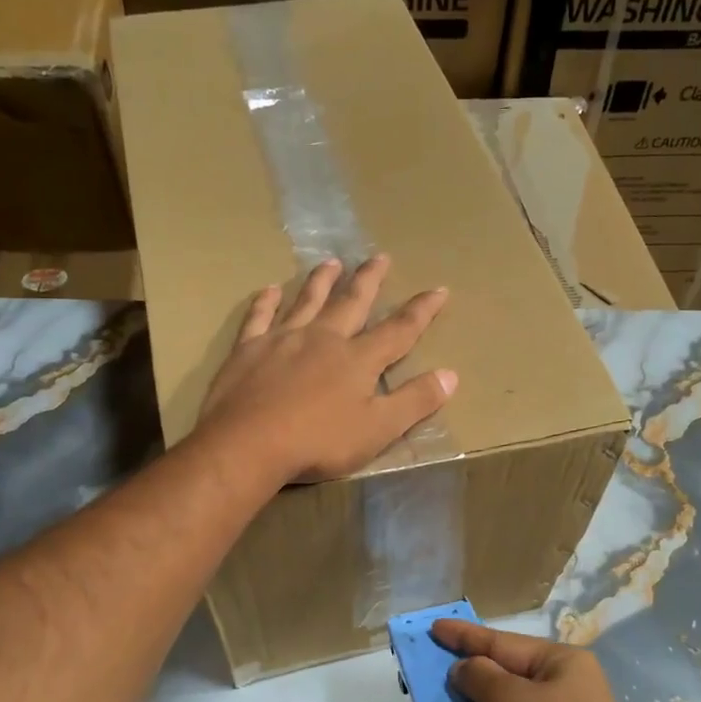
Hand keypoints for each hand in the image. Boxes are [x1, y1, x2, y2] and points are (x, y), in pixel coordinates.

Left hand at [196, 255, 456, 484]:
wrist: (248, 445)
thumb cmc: (319, 442)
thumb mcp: (378, 429)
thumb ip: (415, 401)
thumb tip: (451, 375)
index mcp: (358, 360)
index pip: (399, 330)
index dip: (422, 311)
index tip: (439, 289)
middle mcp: (323, 339)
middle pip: (351, 303)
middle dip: (369, 280)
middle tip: (380, 256)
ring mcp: (283, 340)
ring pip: (307, 301)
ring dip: (321, 281)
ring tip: (331, 262)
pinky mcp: (248, 350)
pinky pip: (259, 318)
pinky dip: (266, 302)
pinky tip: (270, 290)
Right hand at [430, 620, 648, 701]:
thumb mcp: (511, 700)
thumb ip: (480, 677)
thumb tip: (462, 668)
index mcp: (561, 662)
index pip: (502, 642)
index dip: (464, 635)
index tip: (433, 626)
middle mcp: (564, 688)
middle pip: (504, 675)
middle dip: (466, 677)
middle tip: (429, 671)